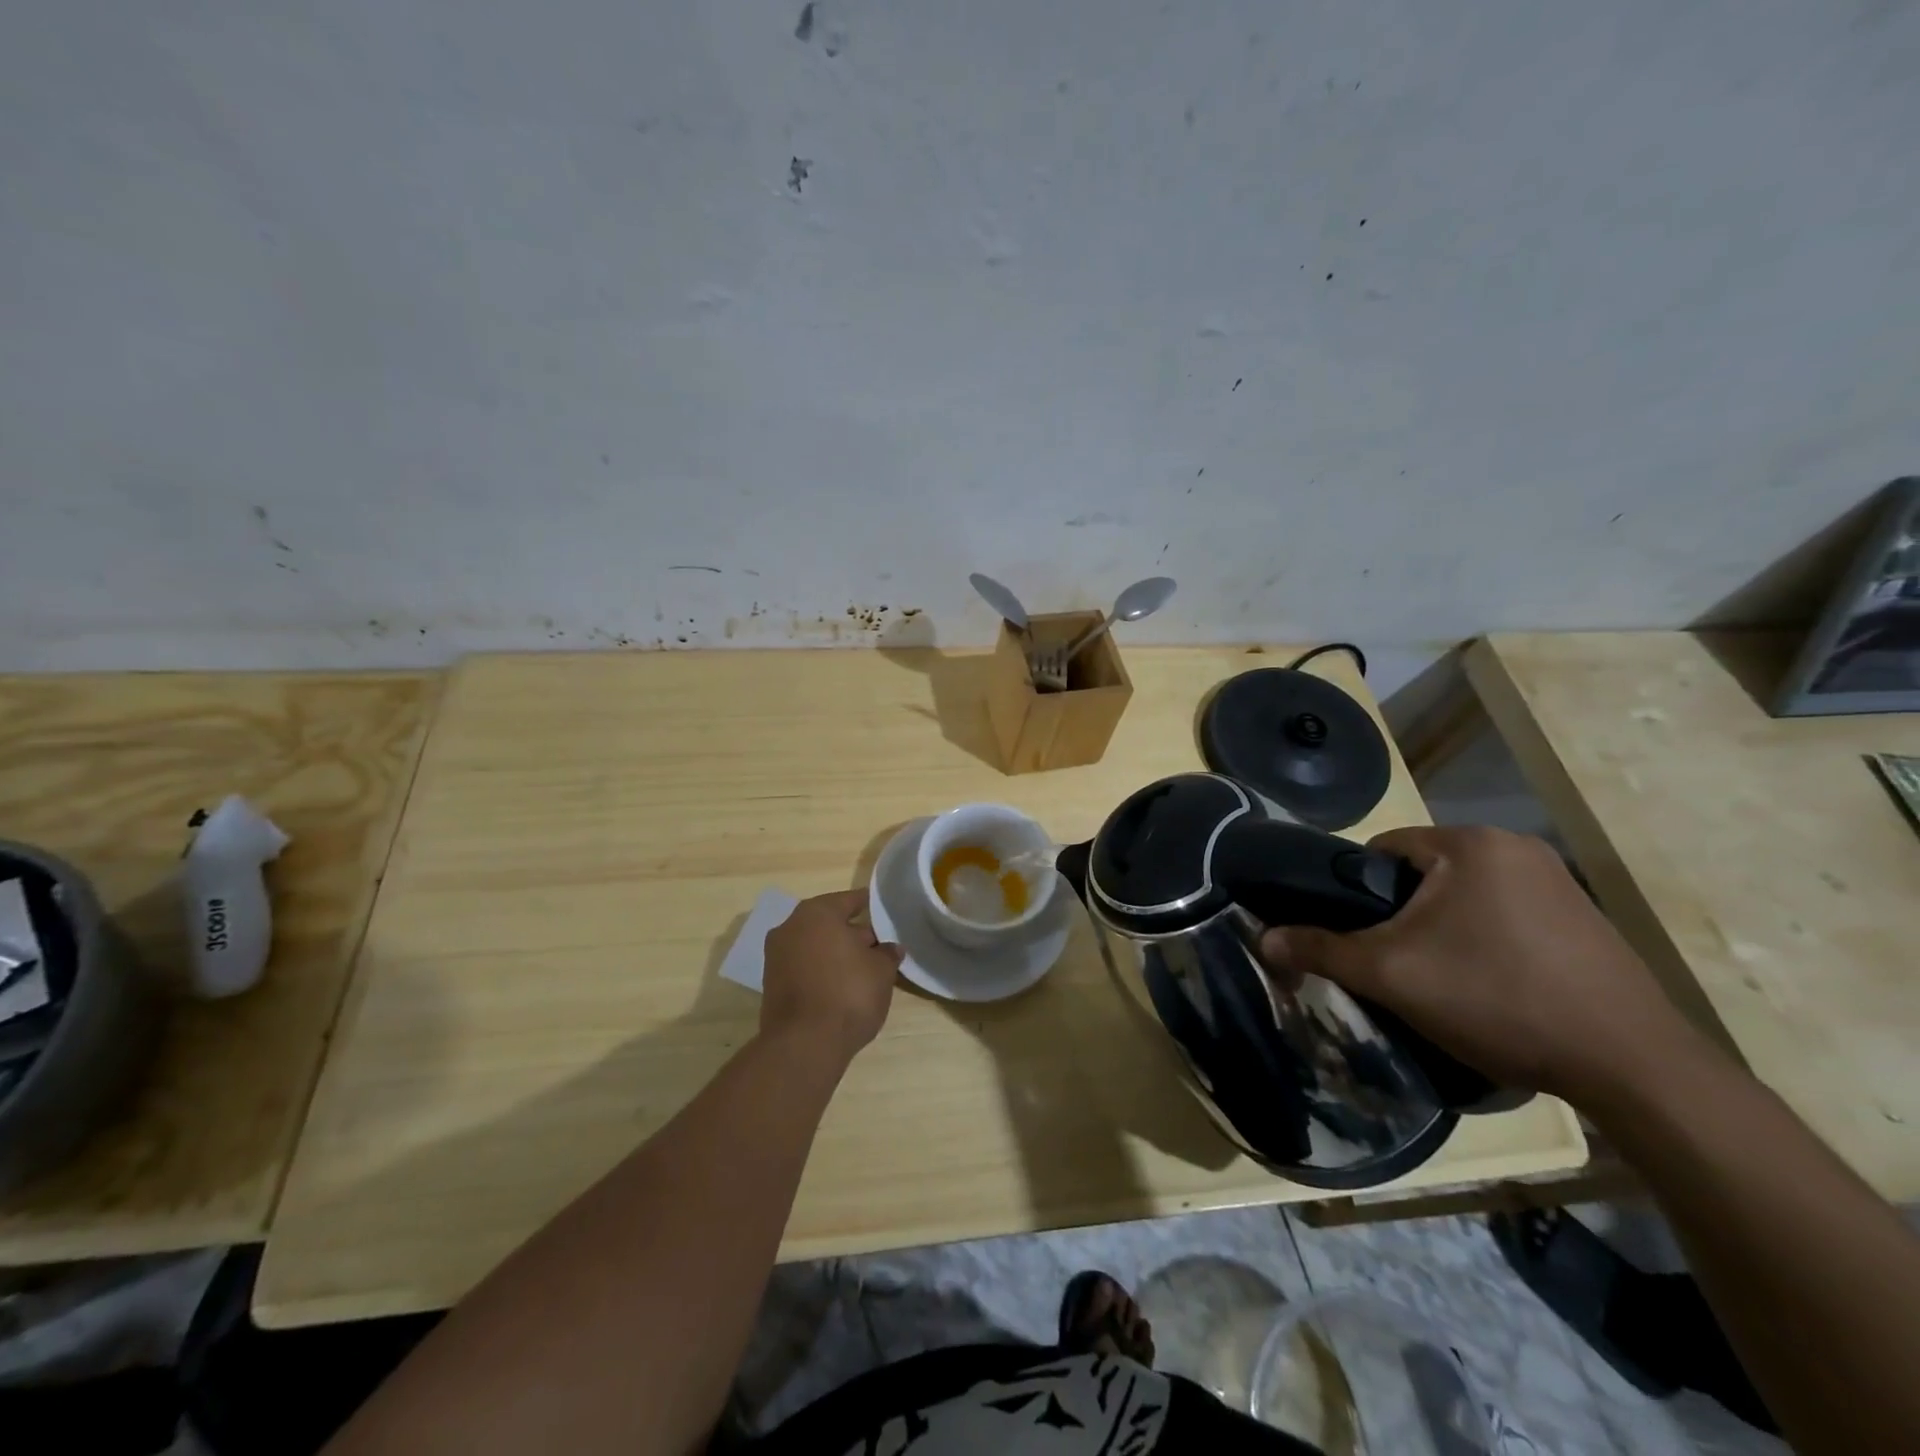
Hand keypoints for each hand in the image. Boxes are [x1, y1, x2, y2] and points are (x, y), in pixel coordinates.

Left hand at [760, 889, 902, 1062]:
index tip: (885, 914)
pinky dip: (821, 971)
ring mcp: (777, 956)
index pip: (850, 900)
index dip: (870, 907)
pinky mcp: (772, 984)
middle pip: (829, 923)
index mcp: (817, 913)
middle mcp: (791, 927)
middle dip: (853, 933)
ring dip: (836, 954)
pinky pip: (804, 968)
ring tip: (863, 970)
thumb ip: (887, 953)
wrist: (804, 1044)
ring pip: (815, 946)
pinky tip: (841, 987)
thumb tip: (890, 949)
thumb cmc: (848, 993)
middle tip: (878, 947)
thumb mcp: (881, 971)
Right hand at [1258, 825, 1707, 1106]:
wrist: (1634, 1067)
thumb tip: (1263, 941)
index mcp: (1471, 844)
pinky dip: (1485, 940)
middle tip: (1395, 964)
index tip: (1357, 936)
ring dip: (1442, 928)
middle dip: (1402, 915)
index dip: (1356, 892)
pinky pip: (1507, 915)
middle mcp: (1516, 847)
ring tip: (1441, 980)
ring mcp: (1560, 882)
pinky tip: (1492, 986)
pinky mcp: (1586, 919)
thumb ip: (1322, 950)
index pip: (1383, 850)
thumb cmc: (1498, 999)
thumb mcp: (1393, 975)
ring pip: (1465, 896)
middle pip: (1424, 873)